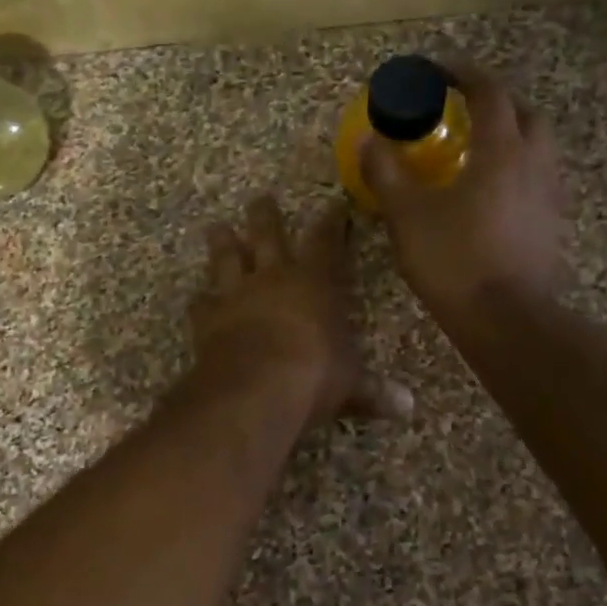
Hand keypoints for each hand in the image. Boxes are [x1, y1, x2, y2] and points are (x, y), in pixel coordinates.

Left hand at [189, 196, 411, 427]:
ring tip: (216, 228)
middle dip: (265, 215)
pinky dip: (200, 300)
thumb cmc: (313, 377)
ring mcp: (235, 294)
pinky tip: (198, 299)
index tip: (332, 205)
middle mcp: (272, 278)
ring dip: (222, 243)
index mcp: (314, 283)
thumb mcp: (351, 385)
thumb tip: (408, 407)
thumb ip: (374, 391)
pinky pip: (201, 303)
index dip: (331, 223)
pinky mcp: (207, 318)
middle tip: (260, 198)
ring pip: (226, 258)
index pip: (326, 243)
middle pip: (267, 235)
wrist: (254, 388)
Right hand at [360, 62, 569, 316]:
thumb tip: (370, 141)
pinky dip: (515, 169)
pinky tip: (489, 193)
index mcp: (502, 151)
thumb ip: (386, 173)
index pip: (489, 92)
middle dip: (494, 102)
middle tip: (461, 109)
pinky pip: (537, 179)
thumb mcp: (407, 215)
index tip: (437, 70)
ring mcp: (549, 195)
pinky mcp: (552, 224)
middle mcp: (535, 163)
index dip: (462, 73)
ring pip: (536, 147)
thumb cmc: (455, 261)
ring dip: (509, 135)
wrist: (507, 320)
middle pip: (524, 113)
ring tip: (474, 150)